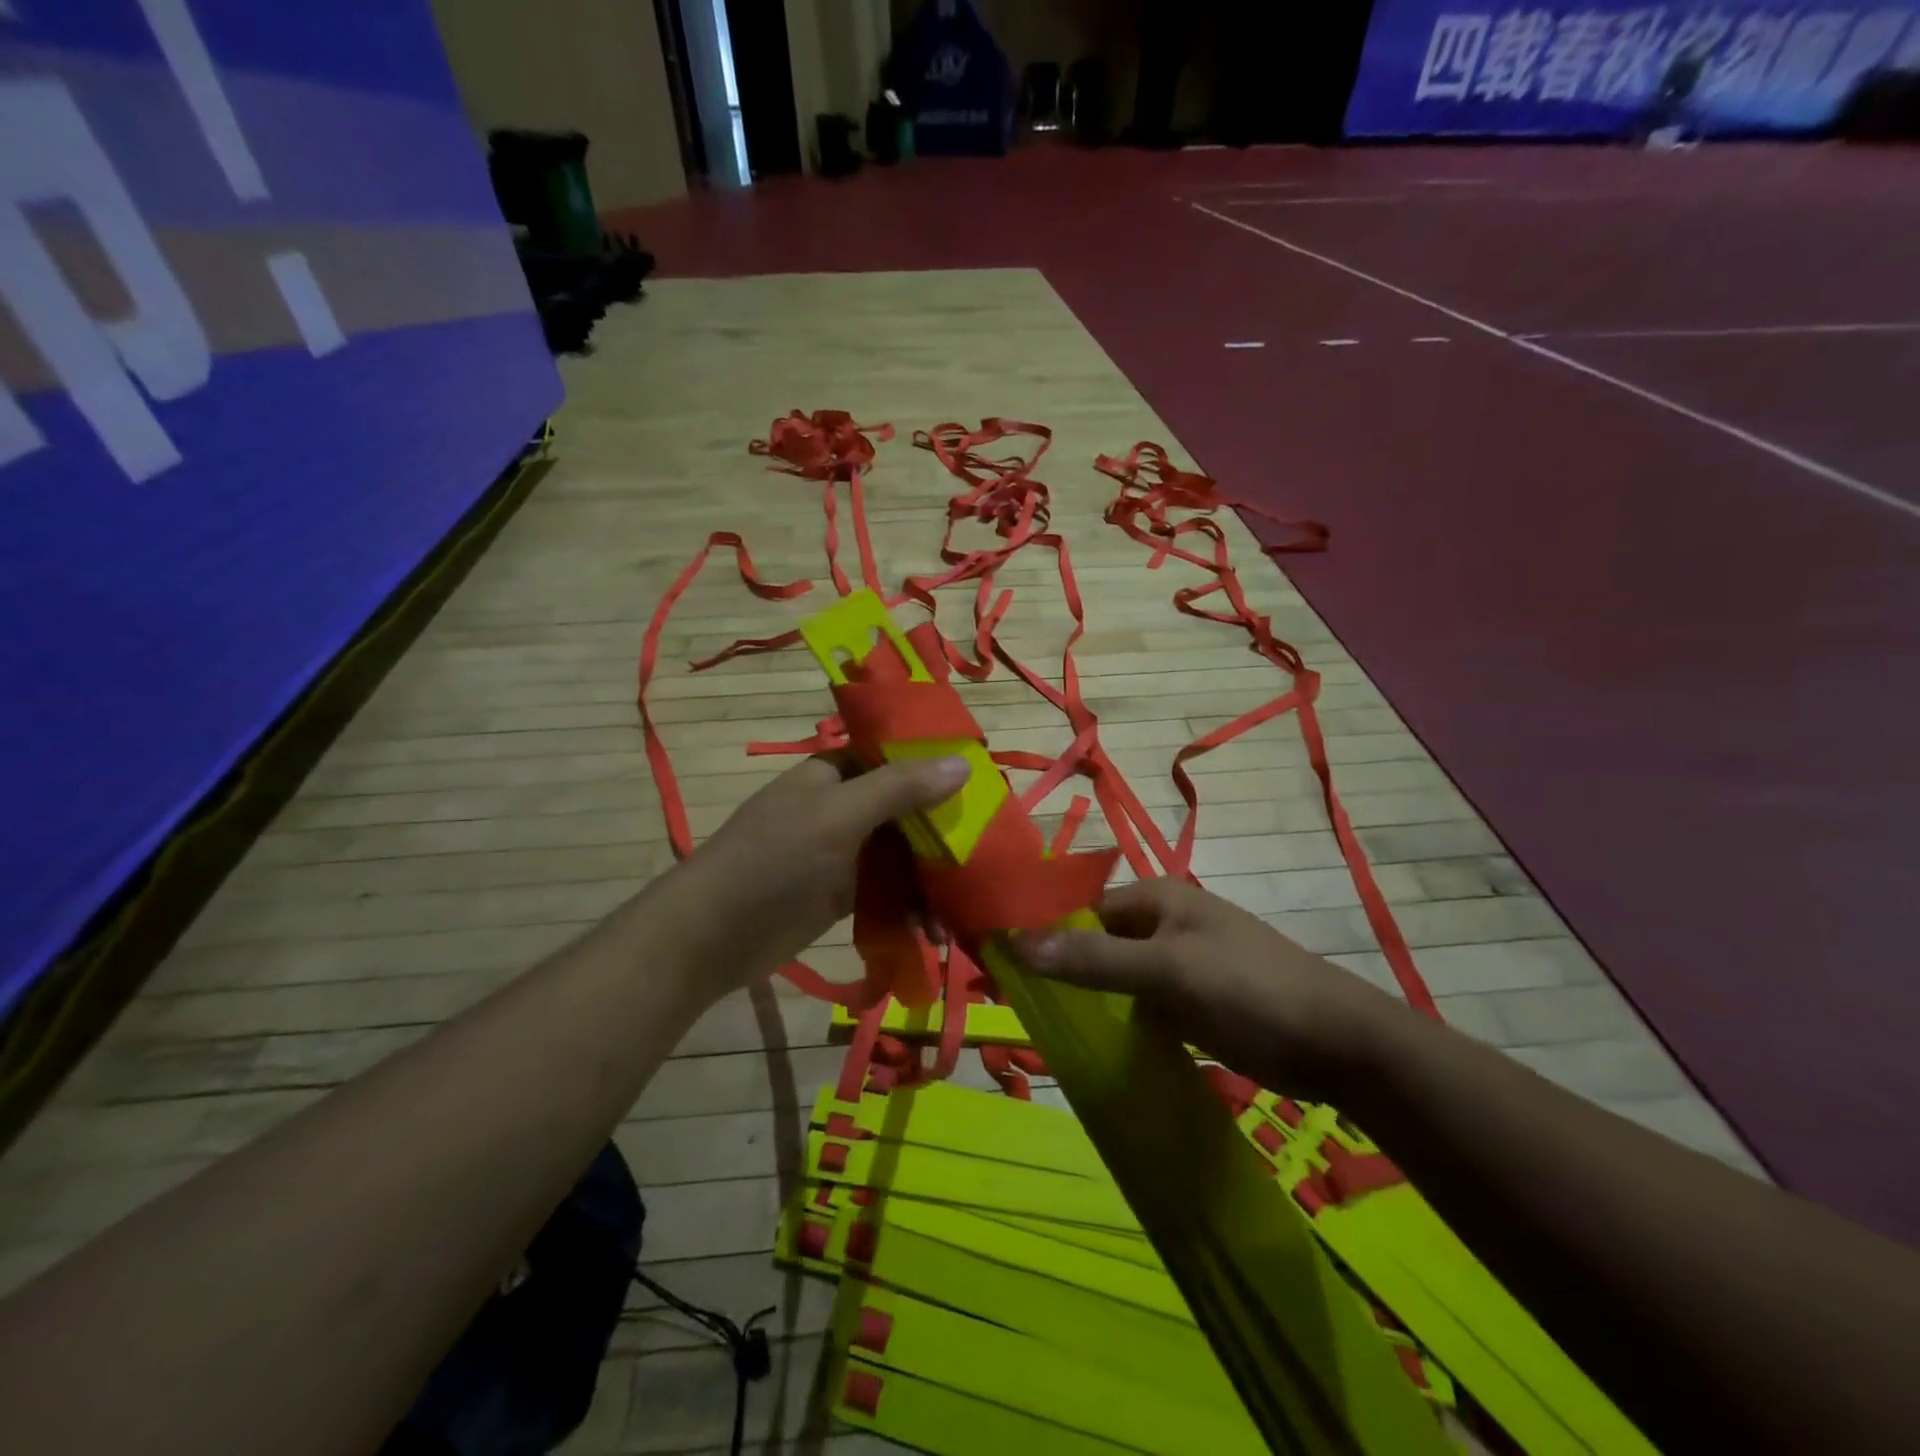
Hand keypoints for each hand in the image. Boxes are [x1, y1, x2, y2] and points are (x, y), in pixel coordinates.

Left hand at [678, 754, 969, 990]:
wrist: (713, 934)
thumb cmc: (775, 858)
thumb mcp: (839, 814)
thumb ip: (900, 788)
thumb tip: (962, 764)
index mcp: (835, 773)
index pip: (896, 758)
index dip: (937, 769)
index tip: (984, 785)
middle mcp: (842, 807)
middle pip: (905, 810)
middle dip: (942, 834)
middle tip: (987, 852)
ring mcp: (842, 852)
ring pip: (900, 855)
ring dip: (929, 878)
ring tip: (960, 907)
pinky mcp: (842, 894)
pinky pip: (888, 891)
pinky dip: (910, 906)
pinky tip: (932, 928)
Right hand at [1014, 877, 1395, 1102]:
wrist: (1338, 1043)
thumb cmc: (1248, 989)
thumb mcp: (1167, 970)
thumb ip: (1093, 958)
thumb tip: (1014, 942)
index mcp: (1155, 897)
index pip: (1081, 911)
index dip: (1046, 937)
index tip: (1007, 973)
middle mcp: (1163, 922)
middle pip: (1097, 942)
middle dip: (1064, 970)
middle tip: (1025, 1009)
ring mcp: (1180, 963)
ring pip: (1117, 976)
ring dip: (1090, 997)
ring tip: (1049, 1029)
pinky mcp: (1194, 1000)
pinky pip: (1141, 1004)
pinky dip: (1119, 1018)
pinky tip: (1096, 1043)